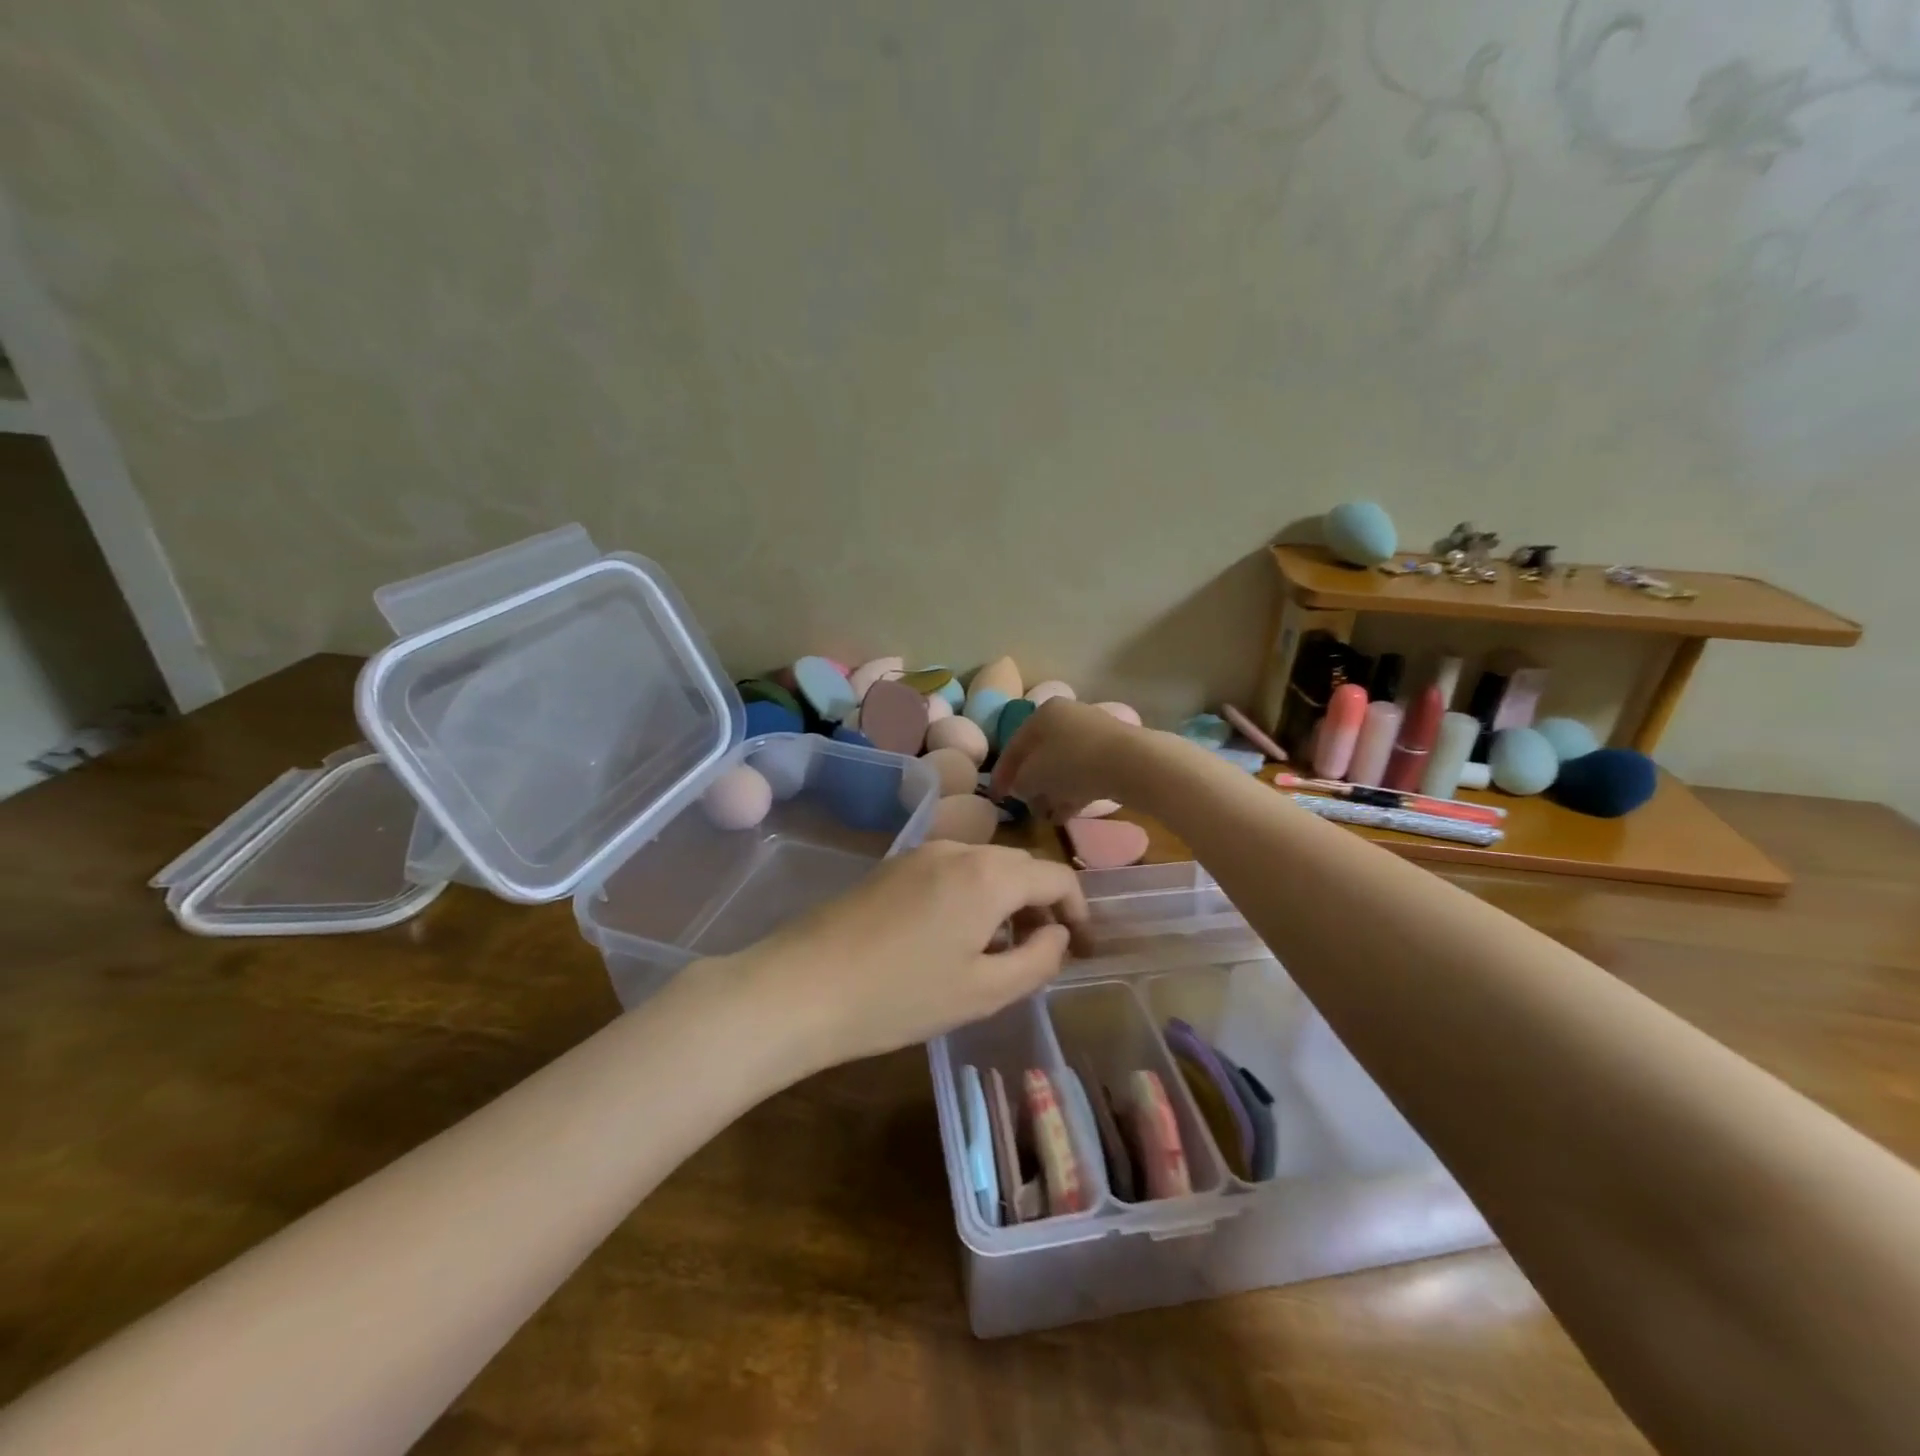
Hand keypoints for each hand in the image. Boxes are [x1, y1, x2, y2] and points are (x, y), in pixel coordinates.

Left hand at [709, 841, 1091, 1076]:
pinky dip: (972, 895)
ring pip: (983, 866)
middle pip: (1019, 865)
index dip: (1079, 908)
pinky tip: (955, 937)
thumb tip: (1057, 934)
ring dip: (1006, 899)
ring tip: (1001, 949)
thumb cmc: (900, 997)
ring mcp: (919, 854)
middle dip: (1042, 902)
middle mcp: (957, 850)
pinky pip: (951, 871)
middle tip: (1046, 950)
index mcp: (988, 875)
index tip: (1082, 945)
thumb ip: (1037, 959)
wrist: (801, 987)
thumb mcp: (983, 992)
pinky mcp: (891, 866)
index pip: (1055, 875)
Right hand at [989, 697, 1156, 821]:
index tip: (996, 798)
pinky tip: (1066, 814)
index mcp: (1043, 714)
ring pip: (1063, 766)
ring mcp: (1093, 733)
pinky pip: (1084, 773)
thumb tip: (1021, 787)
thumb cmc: (1072, 763)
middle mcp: (1067, 717)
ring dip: (1052, 791)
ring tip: (1046, 816)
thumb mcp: (1033, 776)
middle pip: (1040, 755)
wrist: (1132, 763)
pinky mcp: (1113, 752)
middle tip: (1024, 807)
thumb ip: (1019, 782)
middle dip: (1030, 784)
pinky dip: (1073, 792)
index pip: (1013, 746)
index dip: (1001, 775)